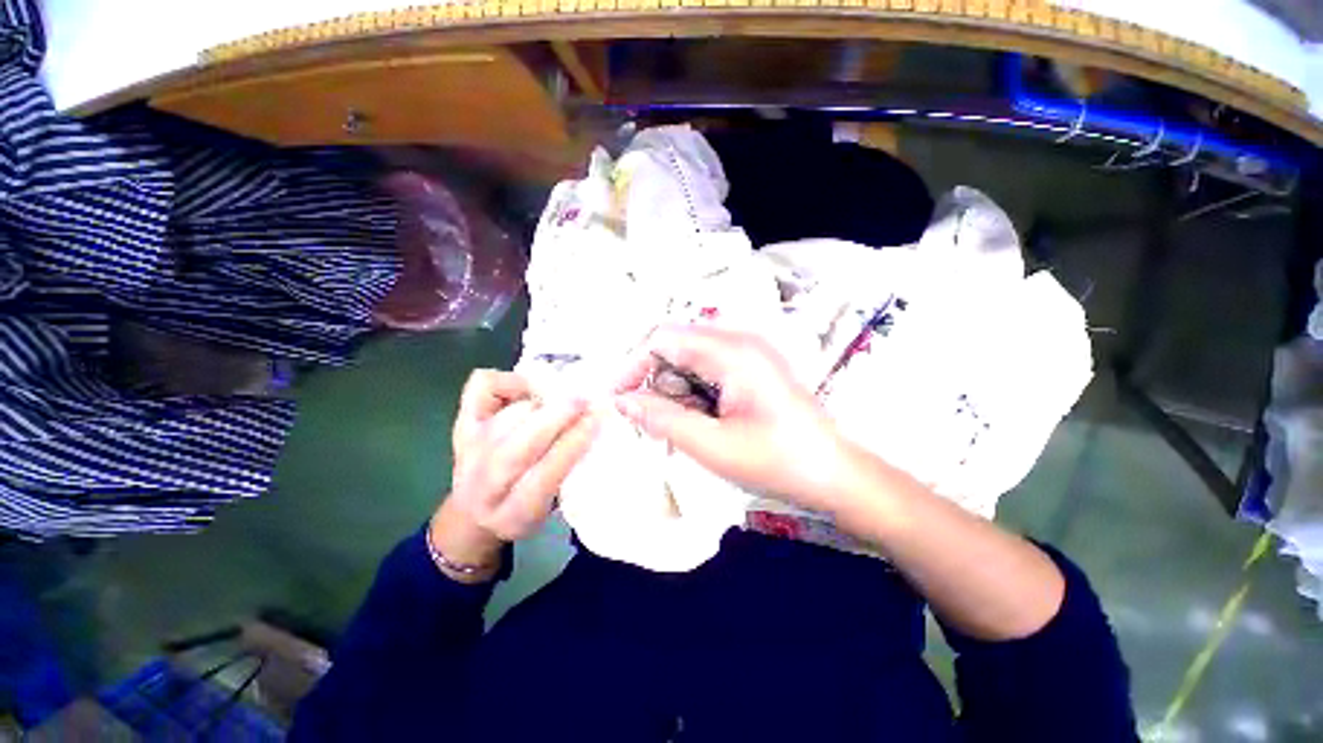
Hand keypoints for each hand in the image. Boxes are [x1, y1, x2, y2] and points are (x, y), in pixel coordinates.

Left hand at [430, 370, 597, 580]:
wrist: (475, 511)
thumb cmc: (527, 507)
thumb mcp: (553, 505)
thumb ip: (570, 472)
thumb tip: (591, 425)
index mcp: (514, 514)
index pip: (542, 477)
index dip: (571, 445)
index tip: (595, 420)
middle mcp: (483, 487)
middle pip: (514, 449)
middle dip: (553, 418)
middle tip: (581, 400)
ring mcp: (467, 452)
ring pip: (502, 419)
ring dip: (538, 402)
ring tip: (563, 395)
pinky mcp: (461, 424)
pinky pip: (479, 390)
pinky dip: (507, 380)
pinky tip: (528, 387)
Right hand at [614, 326, 854, 512]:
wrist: (835, 475)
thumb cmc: (777, 462)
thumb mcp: (712, 445)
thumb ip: (662, 419)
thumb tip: (622, 399)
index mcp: (732, 352)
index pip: (663, 337)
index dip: (634, 364)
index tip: (619, 398)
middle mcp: (740, 341)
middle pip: (676, 345)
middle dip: (657, 381)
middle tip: (656, 422)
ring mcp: (749, 353)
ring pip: (690, 359)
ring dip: (676, 390)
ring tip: (687, 427)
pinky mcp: (753, 368)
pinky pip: (708, 369)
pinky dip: (694, 393)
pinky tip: (704, 421)